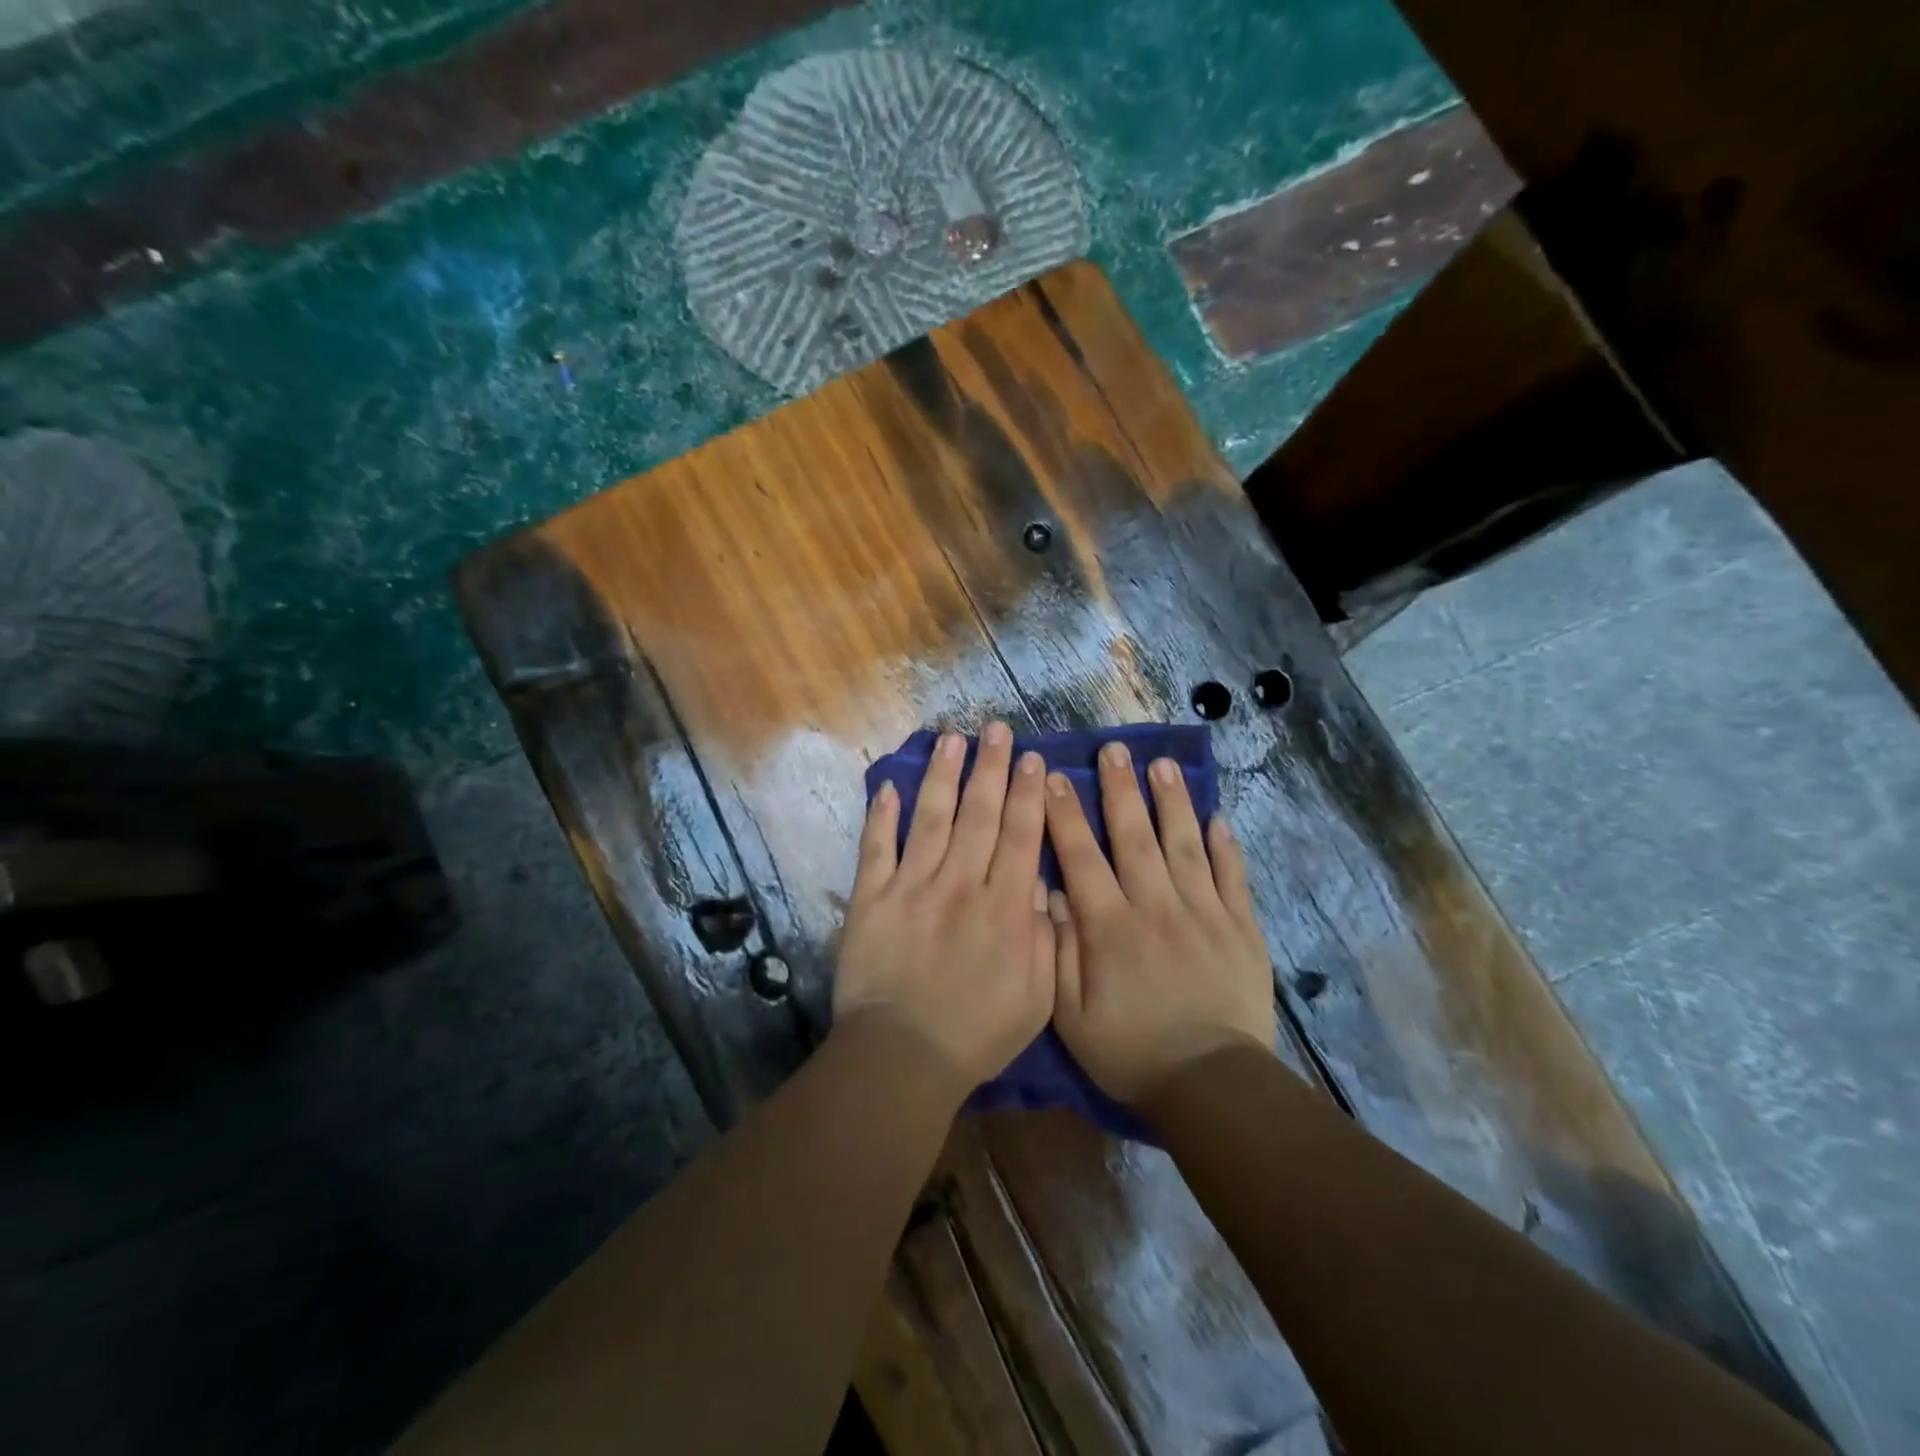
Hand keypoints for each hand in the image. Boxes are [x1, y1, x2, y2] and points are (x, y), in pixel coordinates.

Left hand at [833, 723, 1054, 1095]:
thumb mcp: (1037, 997)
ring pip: (931, 819)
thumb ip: (1044, 937)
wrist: (902, 1057)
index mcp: (1003, 907)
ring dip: (942, 776)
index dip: (1027, 794)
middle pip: (979, 815)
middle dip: (991, 768)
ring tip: (952, 739)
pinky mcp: (871, 898)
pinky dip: (881, 816)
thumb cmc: (976, 1033)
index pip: (1019, 836)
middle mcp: (960, 884)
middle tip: (996, 729)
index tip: (1032, 759)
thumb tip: (1040, 885)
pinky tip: (887, 784)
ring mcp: (912, 887)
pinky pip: (877, 848)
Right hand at [1045, 741, 1277, 1105]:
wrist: (1211, 1086)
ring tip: (1162, 765)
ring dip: (1171, 802)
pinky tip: (1218, 817)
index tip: (1056, 776)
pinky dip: (1225, 846)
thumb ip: (1057, 951)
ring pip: (1184, 844)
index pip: (1081, 857)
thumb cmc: (1130, 1052)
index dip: (1065, 814)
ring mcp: (1203, 913)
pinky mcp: (1240, 928)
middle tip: (1114, 749)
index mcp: (1110, 926)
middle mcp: (1155, 906)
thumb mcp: (1071, 1015)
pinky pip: (1232, 877)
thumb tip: (1050, 895)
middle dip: (1121, 789)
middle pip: (1135, 836)